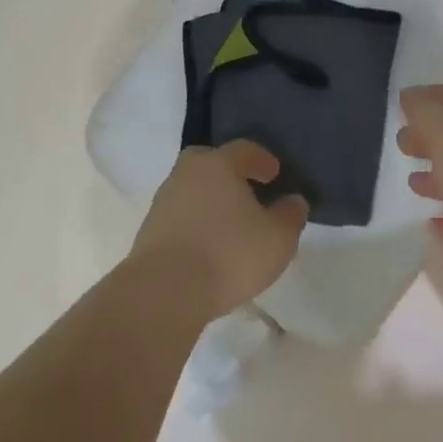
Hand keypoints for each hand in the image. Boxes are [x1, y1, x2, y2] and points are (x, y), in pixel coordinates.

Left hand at [132, 142, 308, 322]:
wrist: (163, 292)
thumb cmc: (228, 254)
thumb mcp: (278, 238)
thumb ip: (290, 215)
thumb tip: (293, 201)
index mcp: (218, 164)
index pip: (244, 149)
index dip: (262, 160)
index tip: (275, 174)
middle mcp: (187, 174)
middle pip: (209, 162)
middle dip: (228, 173)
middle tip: (247, 191)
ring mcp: (163, 202)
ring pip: (192, 190)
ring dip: (209, 201)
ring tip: (229, 225)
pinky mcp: (149, 232)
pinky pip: (180, 217)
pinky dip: (194, 224)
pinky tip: (208, 246)